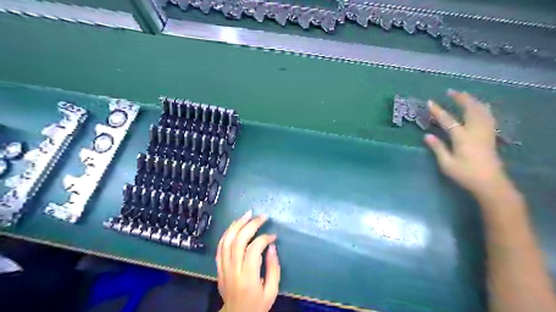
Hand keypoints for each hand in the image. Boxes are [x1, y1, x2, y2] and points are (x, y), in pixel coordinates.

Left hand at [215, 209, 280, 311]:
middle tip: (262, 216)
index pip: (253, 250)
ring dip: (237, 225)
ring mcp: (223, 268)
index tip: (273, 236)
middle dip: (251, 225)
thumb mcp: (271, 291)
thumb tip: (271, 246)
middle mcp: (233, 270)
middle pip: (238, 241)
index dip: (264, 238)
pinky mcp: (218, 267)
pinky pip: (220, 247)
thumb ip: (273, 268)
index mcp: (248, 278)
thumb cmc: (257, 305)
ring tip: (247, 215)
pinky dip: (227, 233)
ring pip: (226, 241)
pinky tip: (235, 225)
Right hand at [427, 89, 506, 196]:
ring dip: (472, 101)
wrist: (490, 183)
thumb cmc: (465, 174)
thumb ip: (437, 148)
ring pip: (481, 111)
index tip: (430, 102)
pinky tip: (480, 107)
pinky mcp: (491, 136)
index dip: (438, 110)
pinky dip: (482, 108)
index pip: (448, 120)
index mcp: (462, 138)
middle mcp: (475, 131)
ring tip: (464, 95)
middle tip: (451, 91)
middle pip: (470, 109)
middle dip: (461, 99)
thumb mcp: (446, 164)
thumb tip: (427, 135)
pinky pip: (488, 116)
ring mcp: (485, 132)